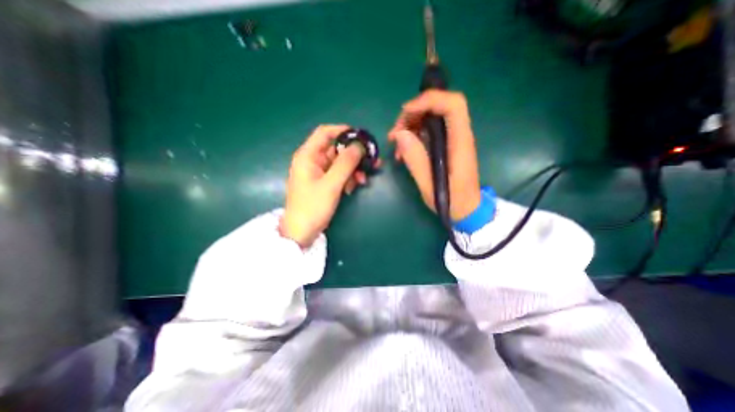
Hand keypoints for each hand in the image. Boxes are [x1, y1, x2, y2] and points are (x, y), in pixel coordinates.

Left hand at [281, 125, 374, 247]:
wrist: (301, 232)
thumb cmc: (312, 207)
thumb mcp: (331, 184)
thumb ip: (346, 163)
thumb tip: (359, 145)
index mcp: (308, 156)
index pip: (325, 133)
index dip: (343, 131)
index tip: (361, 137)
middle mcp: (312, 161)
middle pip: (336, 149)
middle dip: (354, 155)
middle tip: (372, 160)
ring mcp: (318, 172)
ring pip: (340, 163)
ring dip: (353, 169)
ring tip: (363, 179)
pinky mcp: (323, 183)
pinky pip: (338, 174)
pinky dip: (347, 178)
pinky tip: (353, 187)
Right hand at [386, 89, 486, 220]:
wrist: (466, 209)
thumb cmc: (451, 201)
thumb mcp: (429, 185)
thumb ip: (416, 160)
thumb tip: (400, 134)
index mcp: (460, 142)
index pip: (453, 105)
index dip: (429, 100)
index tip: (406, 112)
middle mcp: (459, 135)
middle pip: (438, 107)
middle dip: (412, 114)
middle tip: (394, 134)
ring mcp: (452, 139)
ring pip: (430, 117)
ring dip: (410, 125)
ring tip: (396, 146)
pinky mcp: (446, 145)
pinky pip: (428, 131)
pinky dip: (413, 136)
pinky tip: (403, 152)